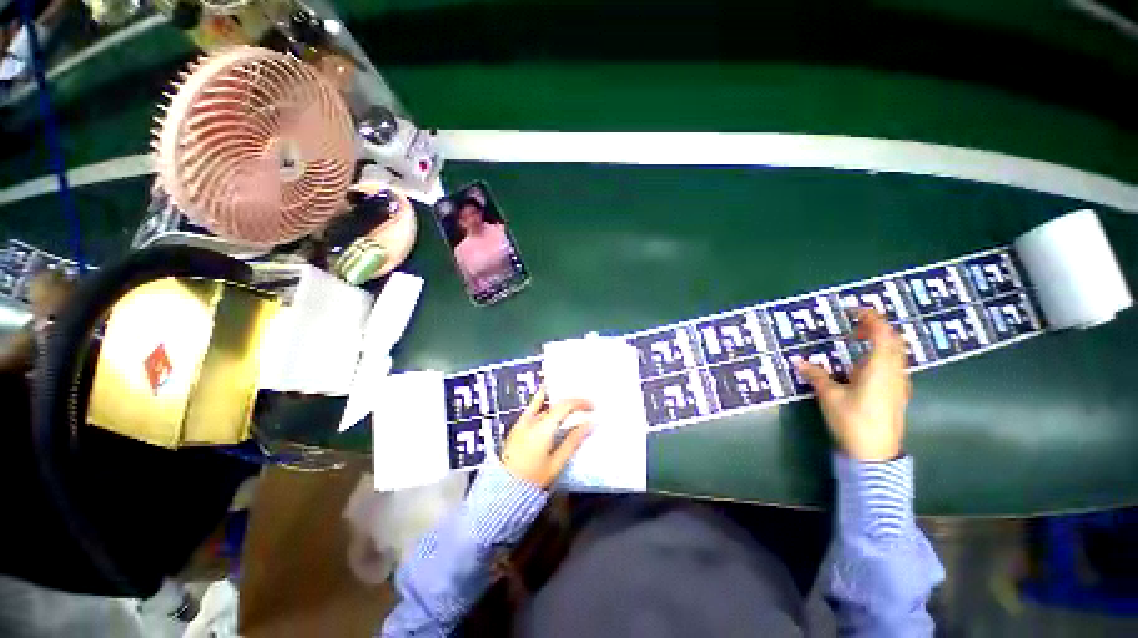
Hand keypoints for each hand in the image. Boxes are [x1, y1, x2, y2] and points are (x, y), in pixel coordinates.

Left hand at [500, 388, 592, 488]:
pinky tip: (545, 402)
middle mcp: (530, 421)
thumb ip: (573, 441)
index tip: (592, 407)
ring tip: (568, 403)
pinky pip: (530, 411)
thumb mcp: (557, 462)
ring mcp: (520, 424)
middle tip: (584, 407)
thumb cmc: (534, 477)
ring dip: (556, 403)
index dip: (580, 403)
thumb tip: (589, 425)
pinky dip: (540, 406)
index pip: (564, 406)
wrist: (506, 486)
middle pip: (553, 405)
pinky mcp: (515, 430)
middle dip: (571, 404)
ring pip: (541, 406)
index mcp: (543, 428)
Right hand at [795, 309, 911, 461]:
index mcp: (880, 360)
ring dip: (882, 347)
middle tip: (856, 334)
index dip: (866, 315)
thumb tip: (797, 361)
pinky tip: (871, 380)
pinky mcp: (902, 395)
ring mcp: (901, 381)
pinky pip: (897, 368)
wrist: (875, 457)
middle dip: (875, 329)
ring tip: (861, 358)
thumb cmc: (854, 423)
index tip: (851, 313)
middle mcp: (895, 366)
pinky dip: (886, 363)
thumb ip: (817, 377)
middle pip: (891, 336)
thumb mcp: (831, 399)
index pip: (879, 325)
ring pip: (897, 352)